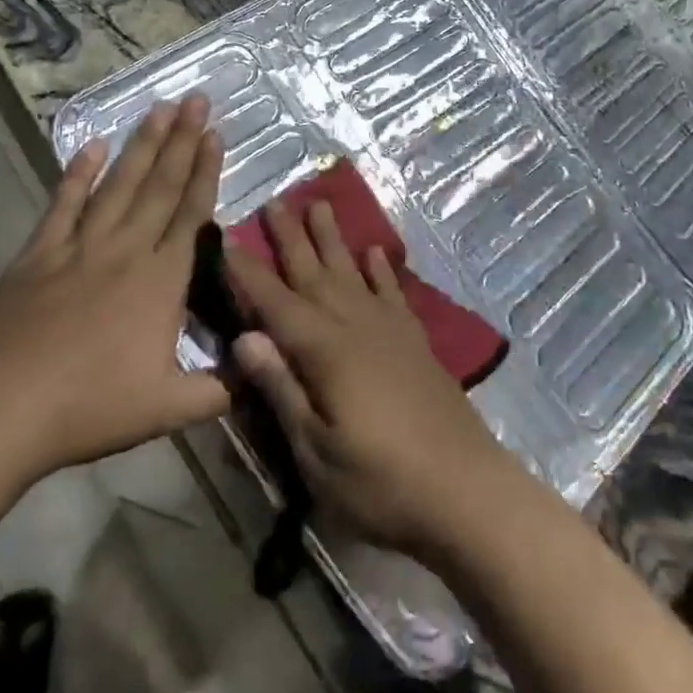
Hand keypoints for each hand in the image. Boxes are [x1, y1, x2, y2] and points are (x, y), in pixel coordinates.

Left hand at [0, 95, 230, 475]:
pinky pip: (63, 205)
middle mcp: (126, 250)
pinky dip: (77, 174)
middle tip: (196, 99)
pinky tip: (92, 145)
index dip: (206, 170)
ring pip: (118, 185)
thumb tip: (259, 373)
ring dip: (141, 145)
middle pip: (160, 186)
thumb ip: (219, 388)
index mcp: (162, 281)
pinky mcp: (39, 254)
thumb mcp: (169, 408)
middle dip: (182, 140)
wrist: (4, 408)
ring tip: (159, 108)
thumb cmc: (92, 407)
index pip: (191, 213)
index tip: (215, 133)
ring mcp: (80, 247)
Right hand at [225, 200, 521, 562]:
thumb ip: (282, 390)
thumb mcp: (317, 452)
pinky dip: (381, 269)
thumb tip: (243, 337)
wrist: (467, 491)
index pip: (275, 302)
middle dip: (291, 238)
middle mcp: (356, 326)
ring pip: (352, 272)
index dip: (248, 272)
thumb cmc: (381, 483)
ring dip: (333, 239)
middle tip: (275, 201)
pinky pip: (392, 292)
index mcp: (325, 351)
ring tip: (320, 205)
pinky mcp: (415, 342)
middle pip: (315, 273)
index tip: (225, 237)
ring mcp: (390, 330)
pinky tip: (374, 252)